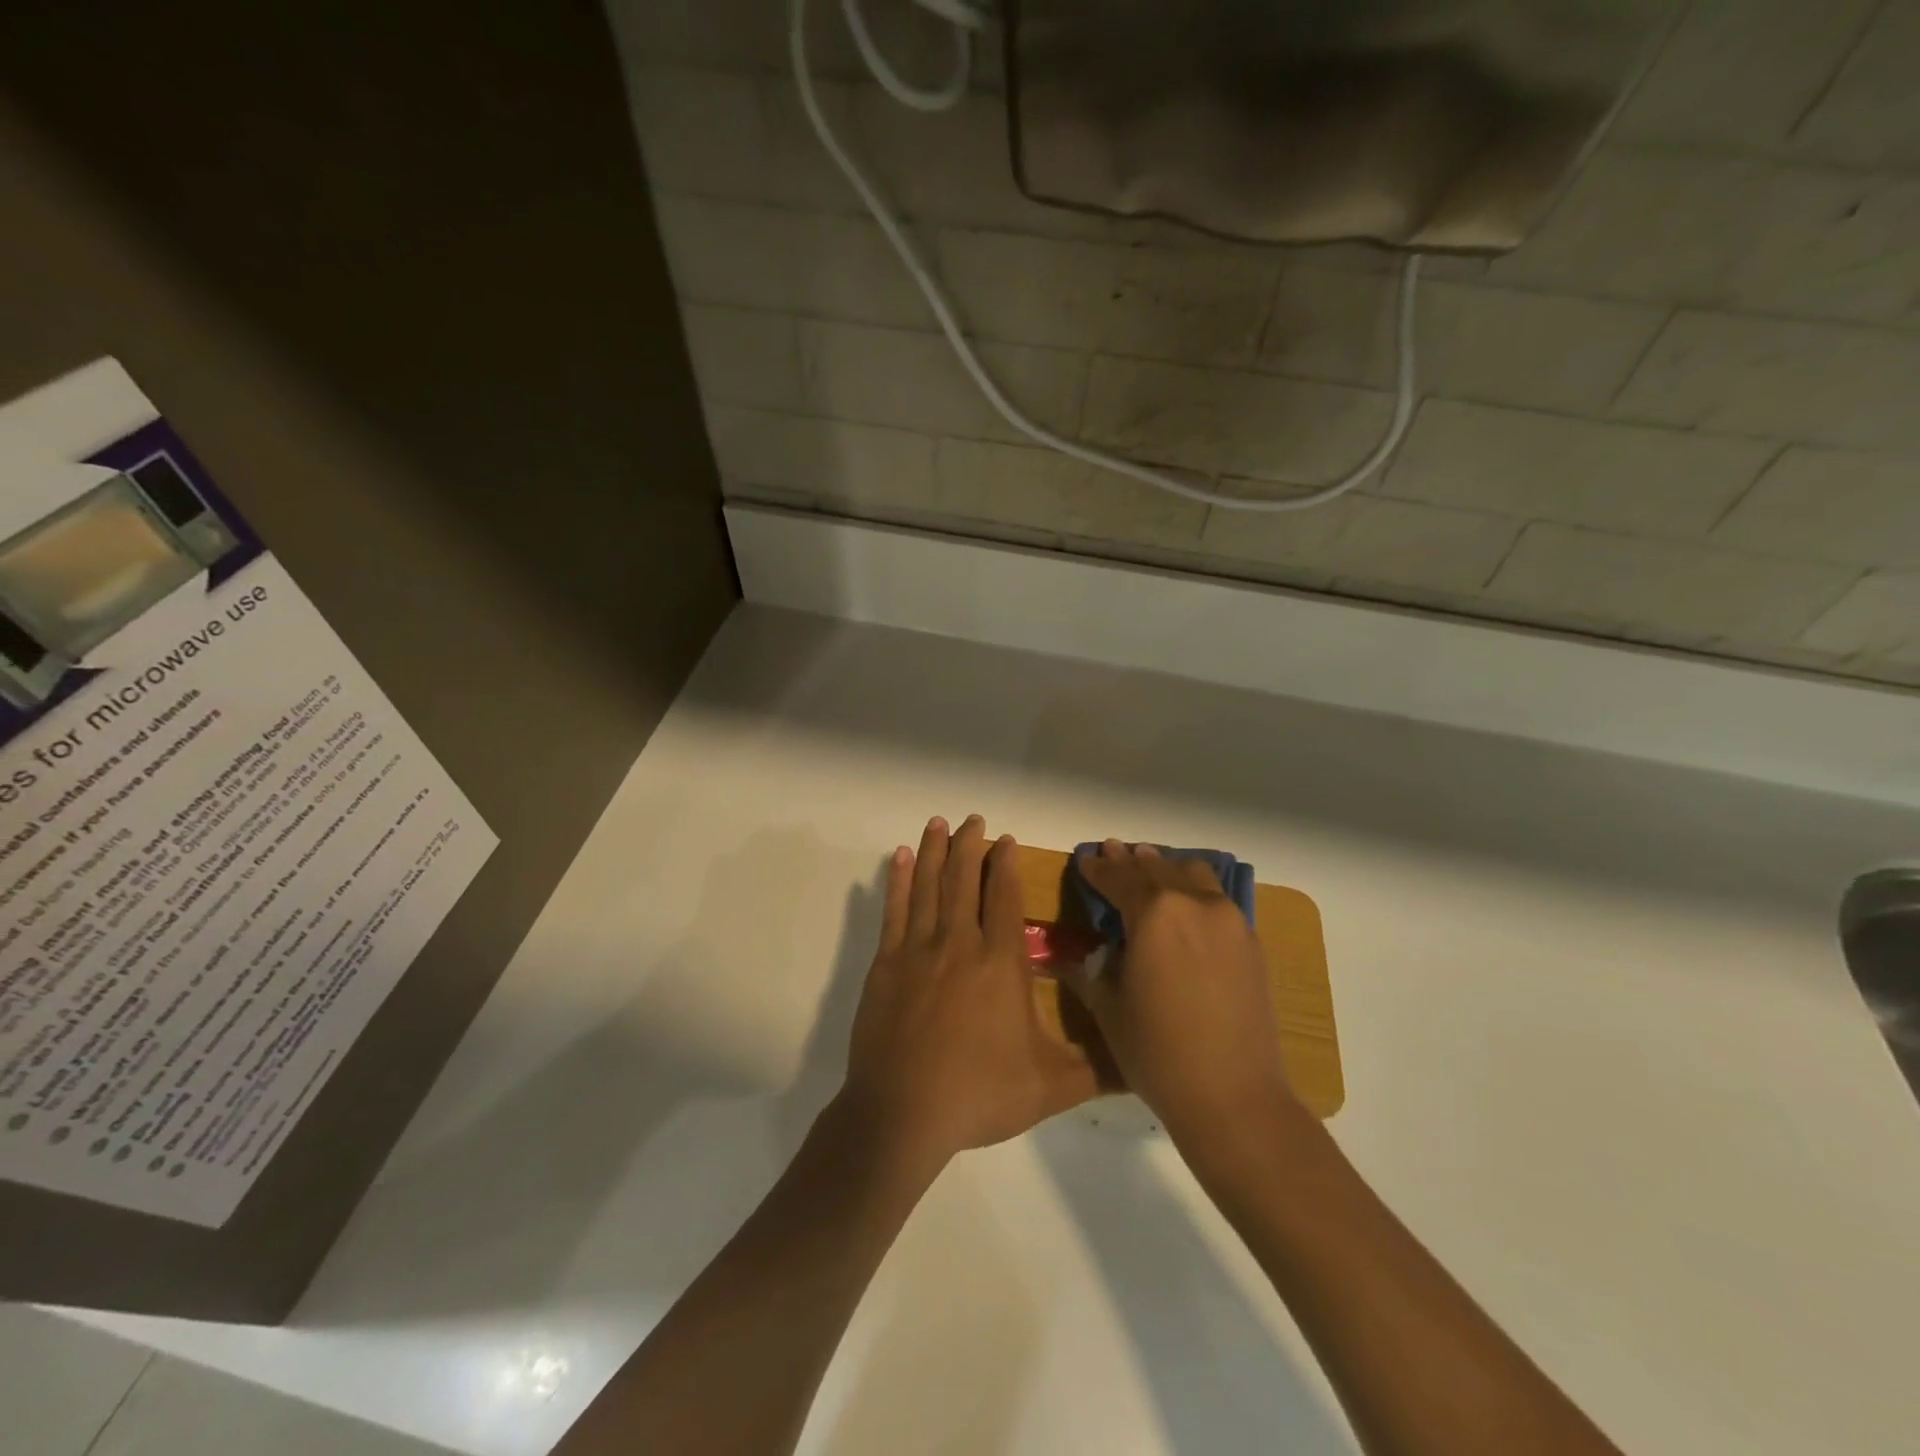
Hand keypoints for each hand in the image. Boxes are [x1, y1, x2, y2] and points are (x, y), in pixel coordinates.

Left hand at [840, 816, 1098, 1170]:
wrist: (903, 1115)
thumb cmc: (980, 1095)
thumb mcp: (1052, 1087)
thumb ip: (1099, 1068)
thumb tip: (1145, 1059)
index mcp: (1001, 963)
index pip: (1006, 898)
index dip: (1007, 865)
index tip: (1006, 840)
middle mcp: (960, 944)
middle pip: (966, 880)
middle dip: (971, 846)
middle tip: (973, 819)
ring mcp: (918, 950)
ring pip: (929, 886)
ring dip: (936, 851)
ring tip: (940, 822)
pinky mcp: (885, 964)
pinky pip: (894, 909)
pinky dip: (898, 880)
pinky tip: (900, 858)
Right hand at [1060, 841, 1302, 1147]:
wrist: (1234, 1096)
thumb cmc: (1157, 1052)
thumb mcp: (1109, 1008)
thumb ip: (1095, 969)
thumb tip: (1090, 953)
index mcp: (1154, 913)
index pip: (1118, 877)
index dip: (1098, 868)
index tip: (1085, 860)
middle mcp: (1194, 903)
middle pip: (1156, 867)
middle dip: (1130, 861)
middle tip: (1113, 852)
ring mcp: (1229, 920)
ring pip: (1193, 874)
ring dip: (1166, 868)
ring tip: (1150, 868)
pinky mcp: (1250, 942)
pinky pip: (1216, 899)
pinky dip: (1194, 891)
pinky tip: (1186, 904)